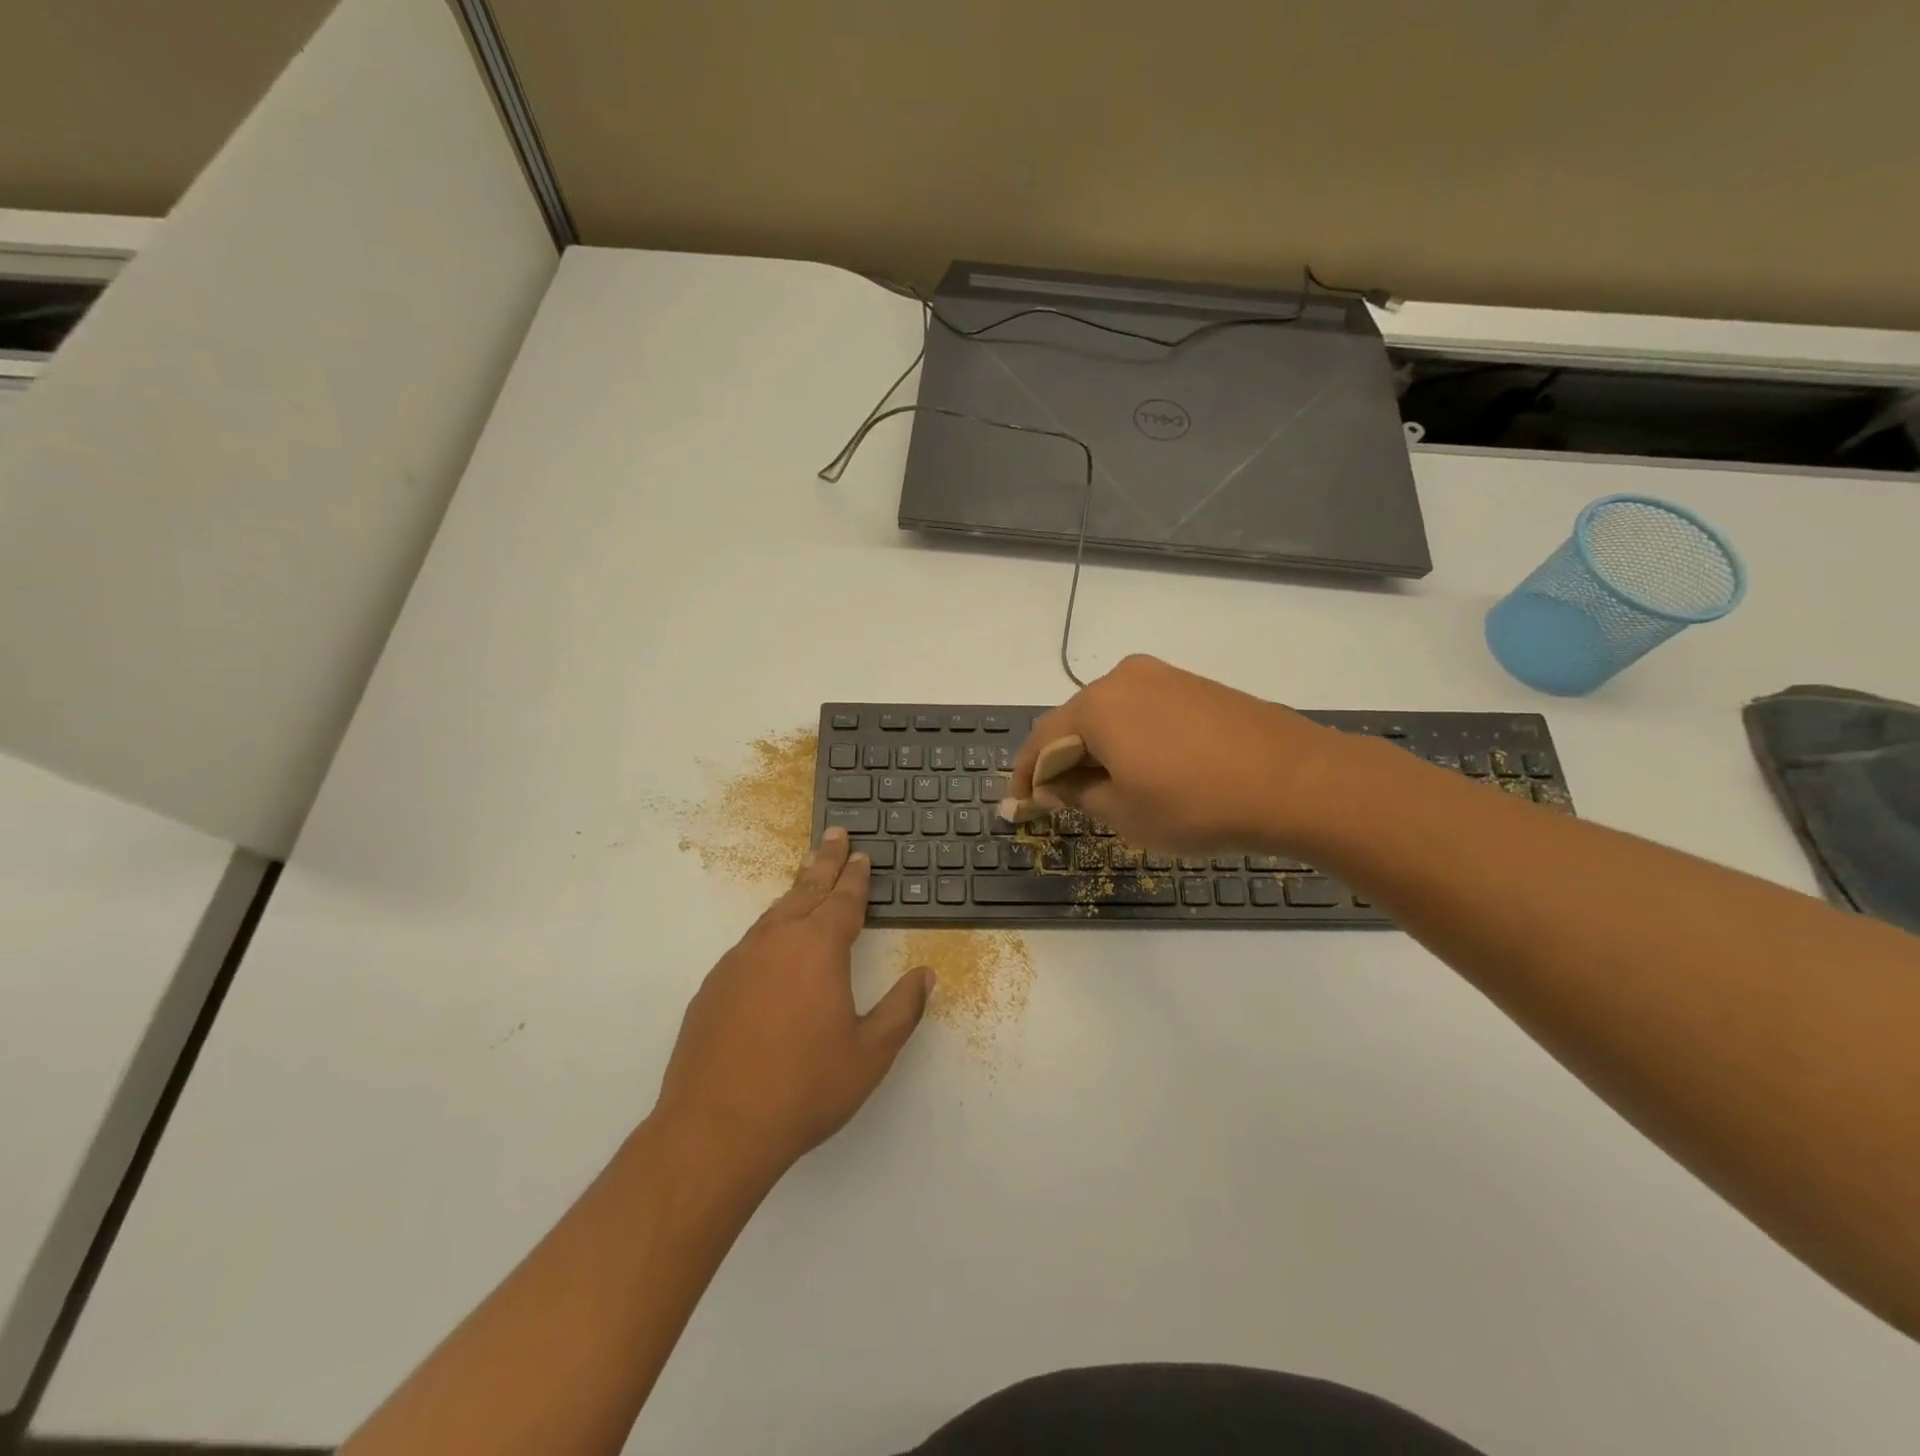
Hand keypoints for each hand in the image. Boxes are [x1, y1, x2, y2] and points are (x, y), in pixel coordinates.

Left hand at [654, 828, 933, 1180]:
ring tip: (807, 879)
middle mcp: (776, 942)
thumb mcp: (870, 1053)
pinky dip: (770, 930)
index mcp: (818, 948)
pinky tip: (772, 947)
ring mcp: (738, 962)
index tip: (861, 854)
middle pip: (805, 890)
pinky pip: (750, 944)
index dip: (855, 876)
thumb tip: (925, 975)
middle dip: (824, 862)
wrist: (716, 1129)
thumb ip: (902, 1009)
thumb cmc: (804, 1087)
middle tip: (834, 835)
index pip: (843, 900)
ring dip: (795, 893)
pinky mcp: (713, 987)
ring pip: (774, 914)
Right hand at [1010, 654, 1349, 852]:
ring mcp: (1163, 676)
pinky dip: (1129, 739)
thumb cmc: (1197, 804)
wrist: (1297, 782)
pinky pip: (1143, 711)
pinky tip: (1142, 768)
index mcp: (1096, 705)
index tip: (1018, 807)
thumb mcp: (1124, 812)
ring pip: (1110, 715)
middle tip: (1059, 801)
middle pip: (1074, 722)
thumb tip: (1051, 784)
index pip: (1041, 740)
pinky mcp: (1194, 685)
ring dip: (1097, 750)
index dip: (1025, 776)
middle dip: (1062, 761)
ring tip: (1101, 788)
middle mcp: (1123, 678)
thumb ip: (1076, 793)